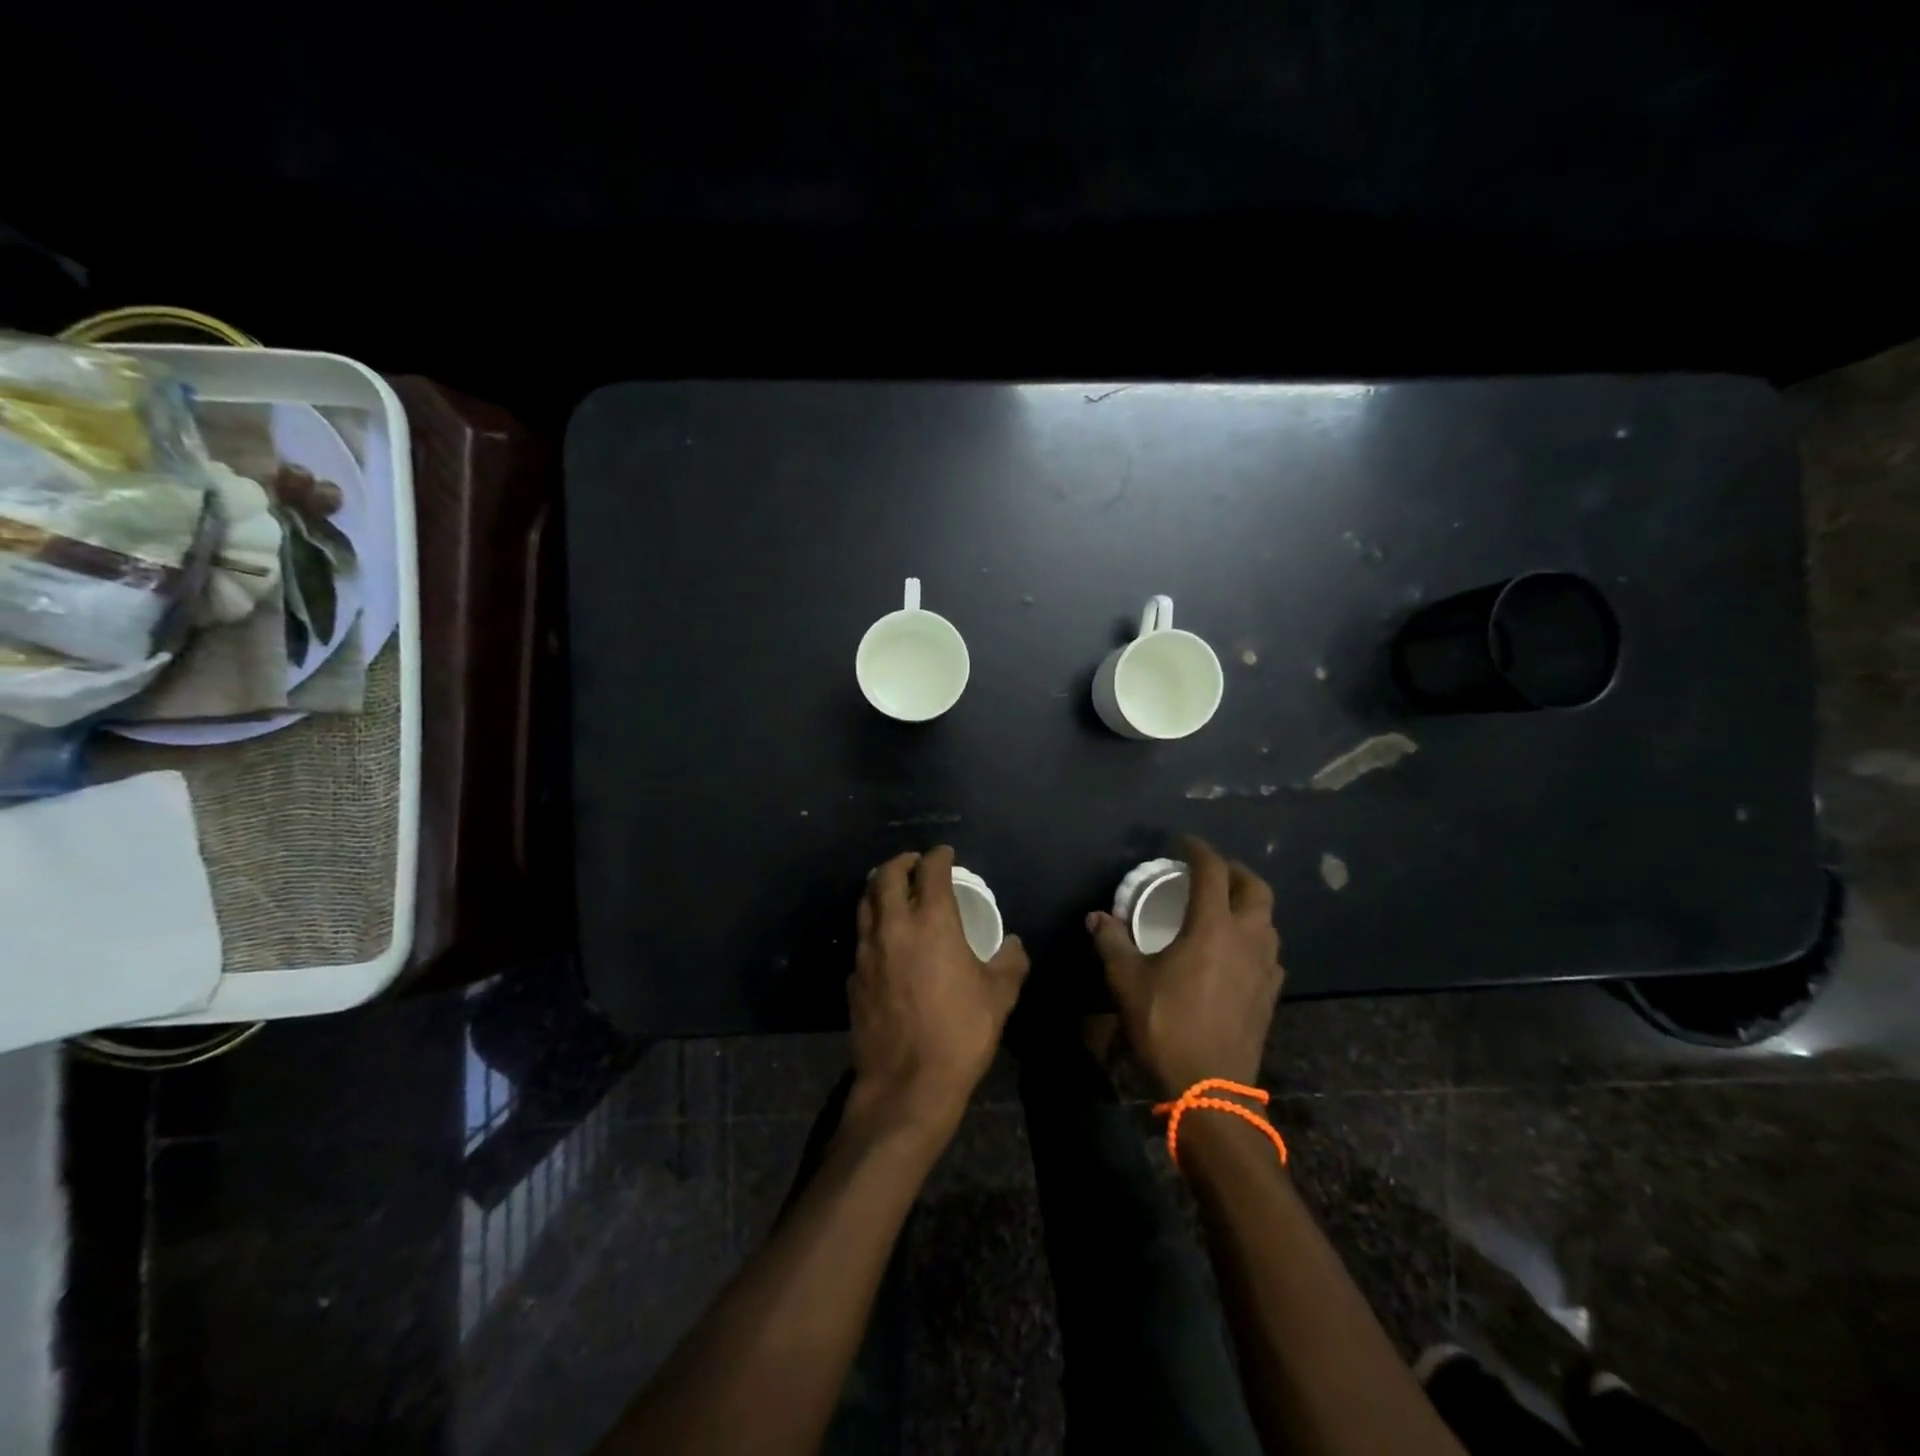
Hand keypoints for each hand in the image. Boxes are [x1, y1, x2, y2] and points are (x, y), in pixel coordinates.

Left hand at [848, 847, 1029, 1141]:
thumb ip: (1010, 962)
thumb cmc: (960, 1033)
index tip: (945, 854)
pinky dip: (872, 925)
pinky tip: (884, 938)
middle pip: (886, 876)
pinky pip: (861, 937)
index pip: (931, 871)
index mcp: (932, 922)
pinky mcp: (852, 976)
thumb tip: (1012, 944)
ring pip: (865, 902)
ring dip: (879, 887)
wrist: (907, 1084)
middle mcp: (894, 926)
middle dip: (901, 862)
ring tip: (892, 888)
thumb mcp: (999, 997)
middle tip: (914, 862)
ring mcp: (867, 951)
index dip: (939, 856)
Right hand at [1086, 835, 1282, 1096]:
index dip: (1198, 850)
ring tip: (1222, 908)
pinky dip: (1253, 936)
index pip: (1213, 871)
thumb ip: (1112, 942)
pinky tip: (1233, 951)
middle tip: (1211, 871)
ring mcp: (1266, 967)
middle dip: (1234, 871)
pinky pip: (1268, 949)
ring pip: (1268, 919)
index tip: (1183, 843)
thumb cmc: (1166, 1025)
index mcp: (1213, 927)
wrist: (1210, 1088)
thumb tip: (1096, 917)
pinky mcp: (1271, 992)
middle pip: (1256, 888)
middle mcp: (1248, 938)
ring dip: (1248, 904)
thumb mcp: (1127, 980)